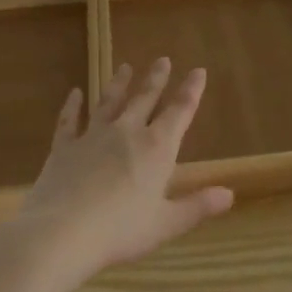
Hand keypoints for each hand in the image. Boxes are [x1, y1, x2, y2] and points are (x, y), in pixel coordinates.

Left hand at [0, 58, 234, 287]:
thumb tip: (229, 194)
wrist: (61, 232)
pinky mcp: (64, 147)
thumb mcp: (166, 224)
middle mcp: (127, 132)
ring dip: (118, 84)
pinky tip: (74, 93)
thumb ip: (197, 206)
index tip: (198, 70)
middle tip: (162, 59)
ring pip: (109, 102)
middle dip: (156, 79)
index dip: (191, 90)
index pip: (180, 111)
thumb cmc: (120, 230)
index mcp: (156, 148)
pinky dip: (72, 106)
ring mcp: (93, 136)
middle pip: (144, 99)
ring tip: (125, 66)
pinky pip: (69, 120)